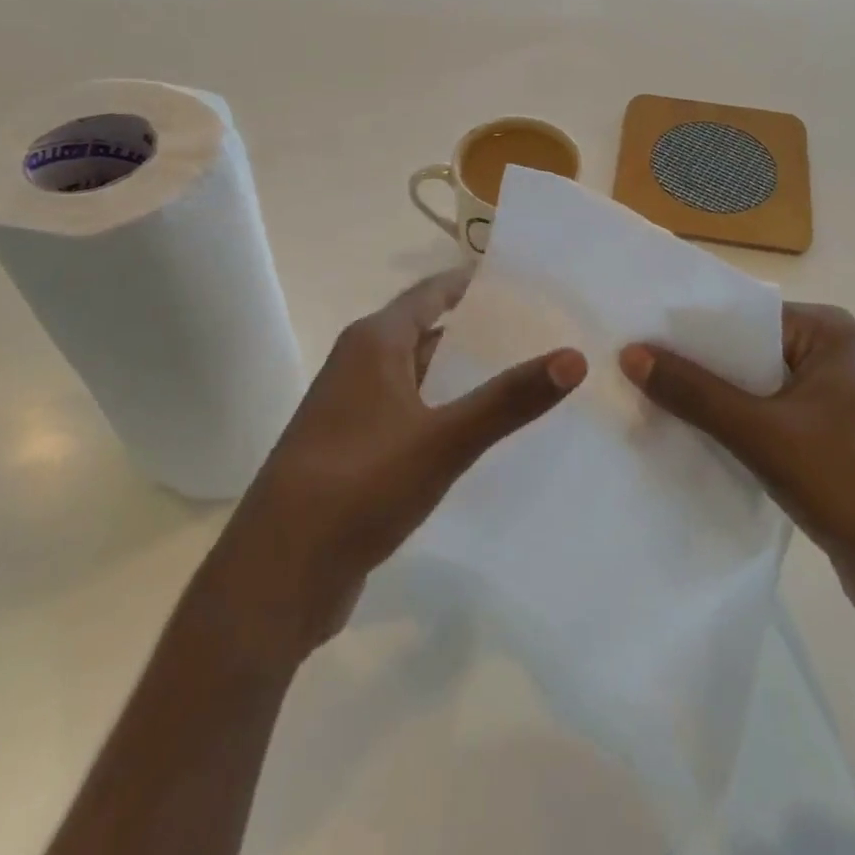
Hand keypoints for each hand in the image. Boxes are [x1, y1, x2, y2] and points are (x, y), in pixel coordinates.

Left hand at [198, 269, 586, 662]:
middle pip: (426, 332)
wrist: (278, 574)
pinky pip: (409, 415)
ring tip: (520, 378)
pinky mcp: (353, 453)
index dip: (472, 283)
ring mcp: (352, 411)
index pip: (430, 293)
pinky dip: (443, 413)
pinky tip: (478, 434)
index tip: (522, 281)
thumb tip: (575, 357)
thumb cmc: (360, 485)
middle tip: (538, 332)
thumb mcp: (444, 439)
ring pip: (418, 377)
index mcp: (374, 343)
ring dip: (461, 376)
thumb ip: (509, 399)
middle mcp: (358, 365)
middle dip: (476, 332)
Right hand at [621, 303, 854, 634]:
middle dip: (689, 369)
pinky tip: (681, 443)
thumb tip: (631, 352)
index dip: (685, 327)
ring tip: (639, 404)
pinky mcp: (823, 446)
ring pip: (748, 393)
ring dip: (705, 405)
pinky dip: (727, 434)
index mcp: (824, 333)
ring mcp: (827, 405)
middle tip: (623, 370)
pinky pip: (761, 426)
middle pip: (741, 355)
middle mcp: (827, 358)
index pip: (739, 315)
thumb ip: (696, 393)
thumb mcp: (765, 433)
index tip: (629, 333)